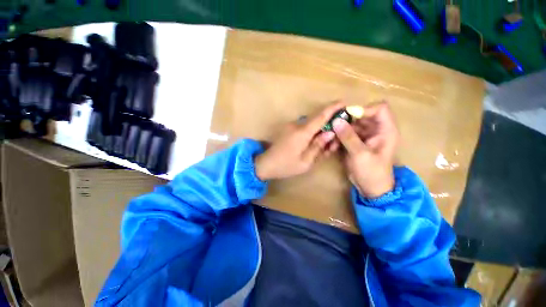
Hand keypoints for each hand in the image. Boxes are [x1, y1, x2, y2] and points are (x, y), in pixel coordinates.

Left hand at [255, 102, 344, 180]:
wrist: (265, 164)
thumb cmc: (286, 165)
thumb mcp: (306, 161)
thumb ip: (318, 146)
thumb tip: (330, 133)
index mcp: (302, 132)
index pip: (321, 116)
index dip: (333, 108)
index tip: (344, 103)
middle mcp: (296, 125)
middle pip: (317, 121)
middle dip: (328, 126)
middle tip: (335, 139)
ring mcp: (291, 126)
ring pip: (310, 126)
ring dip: (319, 132)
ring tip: (325, 146)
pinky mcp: (288, 129)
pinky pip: (303, 129)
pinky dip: (311, 134)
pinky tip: (313, 144)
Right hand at [332, 102, 398, 198]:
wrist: (371, 189)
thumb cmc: (371, 172)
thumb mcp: (360, 154)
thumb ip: (348, 137)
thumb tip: (336, 121)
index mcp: (386, 131)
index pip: (380, 109)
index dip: (364, 109)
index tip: (347, 116)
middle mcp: (377, 131)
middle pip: (363, 116)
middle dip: (348, 120)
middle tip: (333, 126)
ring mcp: (366, 137)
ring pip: (353, 125)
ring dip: (341, 130)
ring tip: (331, 137)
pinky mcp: (357, 143)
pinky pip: (347, 134)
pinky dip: (340, 137)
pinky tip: (333, 144)